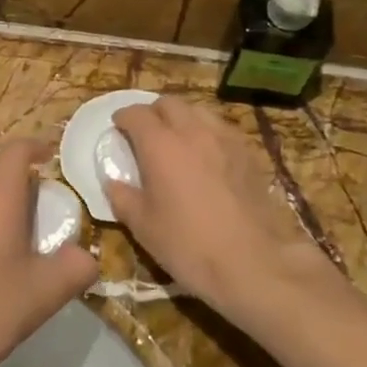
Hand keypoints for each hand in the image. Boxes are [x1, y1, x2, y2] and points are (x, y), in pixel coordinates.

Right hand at [103, 97, 336, 323]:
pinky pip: (221, 129)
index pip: (136, 114)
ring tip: (176, 141)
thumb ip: (122, 197)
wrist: (253, 263)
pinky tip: (205, 156)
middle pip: (169, 103)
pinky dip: (206, 133)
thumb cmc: (189, 245)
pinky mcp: (248, 153)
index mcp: (160, 145)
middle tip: (144, 134)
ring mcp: (225, 139)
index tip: (117, 128)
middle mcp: (193, 131)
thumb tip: (113, 182)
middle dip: (152, 112)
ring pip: (198, 111)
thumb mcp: (143, 226)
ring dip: (181, 119)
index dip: (123, 118)